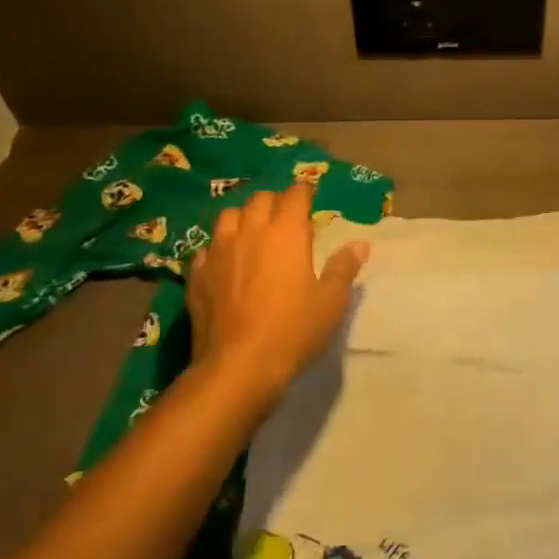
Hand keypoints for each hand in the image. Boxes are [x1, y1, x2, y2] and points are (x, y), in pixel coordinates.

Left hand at [187, 184, 368, 401]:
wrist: (238, 366)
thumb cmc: (293, 330)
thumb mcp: (331, 302)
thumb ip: (344, 268)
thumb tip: (360, 244)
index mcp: (286, 233)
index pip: (295, 194)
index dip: (304, 191)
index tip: (311, 197)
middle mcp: (250, 232)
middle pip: (260, 199)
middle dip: (275, 201)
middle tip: (286, 218)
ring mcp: (218, 251)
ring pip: (228, 216)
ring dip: (243, 218)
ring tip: (253, 233)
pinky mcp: (197, 274)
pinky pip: (207, 247)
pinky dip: (219, 248)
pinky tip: (225, 263)